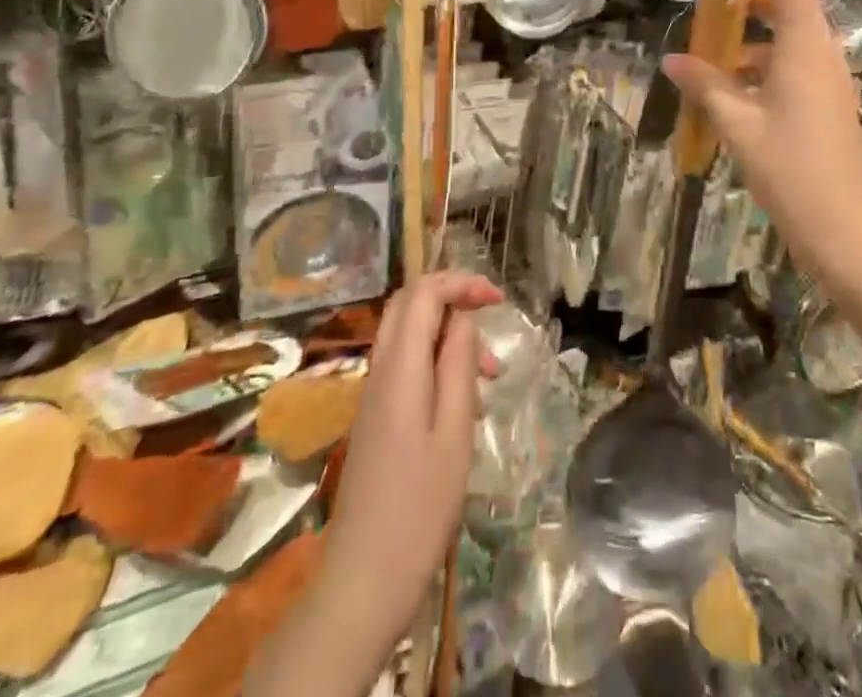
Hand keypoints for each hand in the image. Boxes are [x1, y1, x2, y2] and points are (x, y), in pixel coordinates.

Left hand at [318, 271, 503, 645]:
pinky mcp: (375, 417)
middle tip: (489, 317)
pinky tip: (462, 403)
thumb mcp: (455, 432)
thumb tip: (464, 319)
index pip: (424, 294)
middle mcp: (381, 370)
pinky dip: (435, 361)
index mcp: (400, 368)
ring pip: (408, 333)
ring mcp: (374, 394)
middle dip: (451, 296)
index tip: (498, 299)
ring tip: (488, 376)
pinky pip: (405, 364)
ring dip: (447, 334)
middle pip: (408, 304)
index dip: (461, 283)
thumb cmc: (419, 508)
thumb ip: (459, 366)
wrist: (363, 579)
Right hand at [663, 0, 861, 285]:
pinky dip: (757, 64)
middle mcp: (821, 52)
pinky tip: (727, 91)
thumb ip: (706, 86)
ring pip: (786, 34)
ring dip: (748, 33)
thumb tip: (673, 60)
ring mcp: (827, 78)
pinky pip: (788, 64)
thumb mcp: (739, 125)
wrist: (848, 233)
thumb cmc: (793, 171)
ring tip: (707, 52)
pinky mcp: (824, 102)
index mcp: (805, 46)